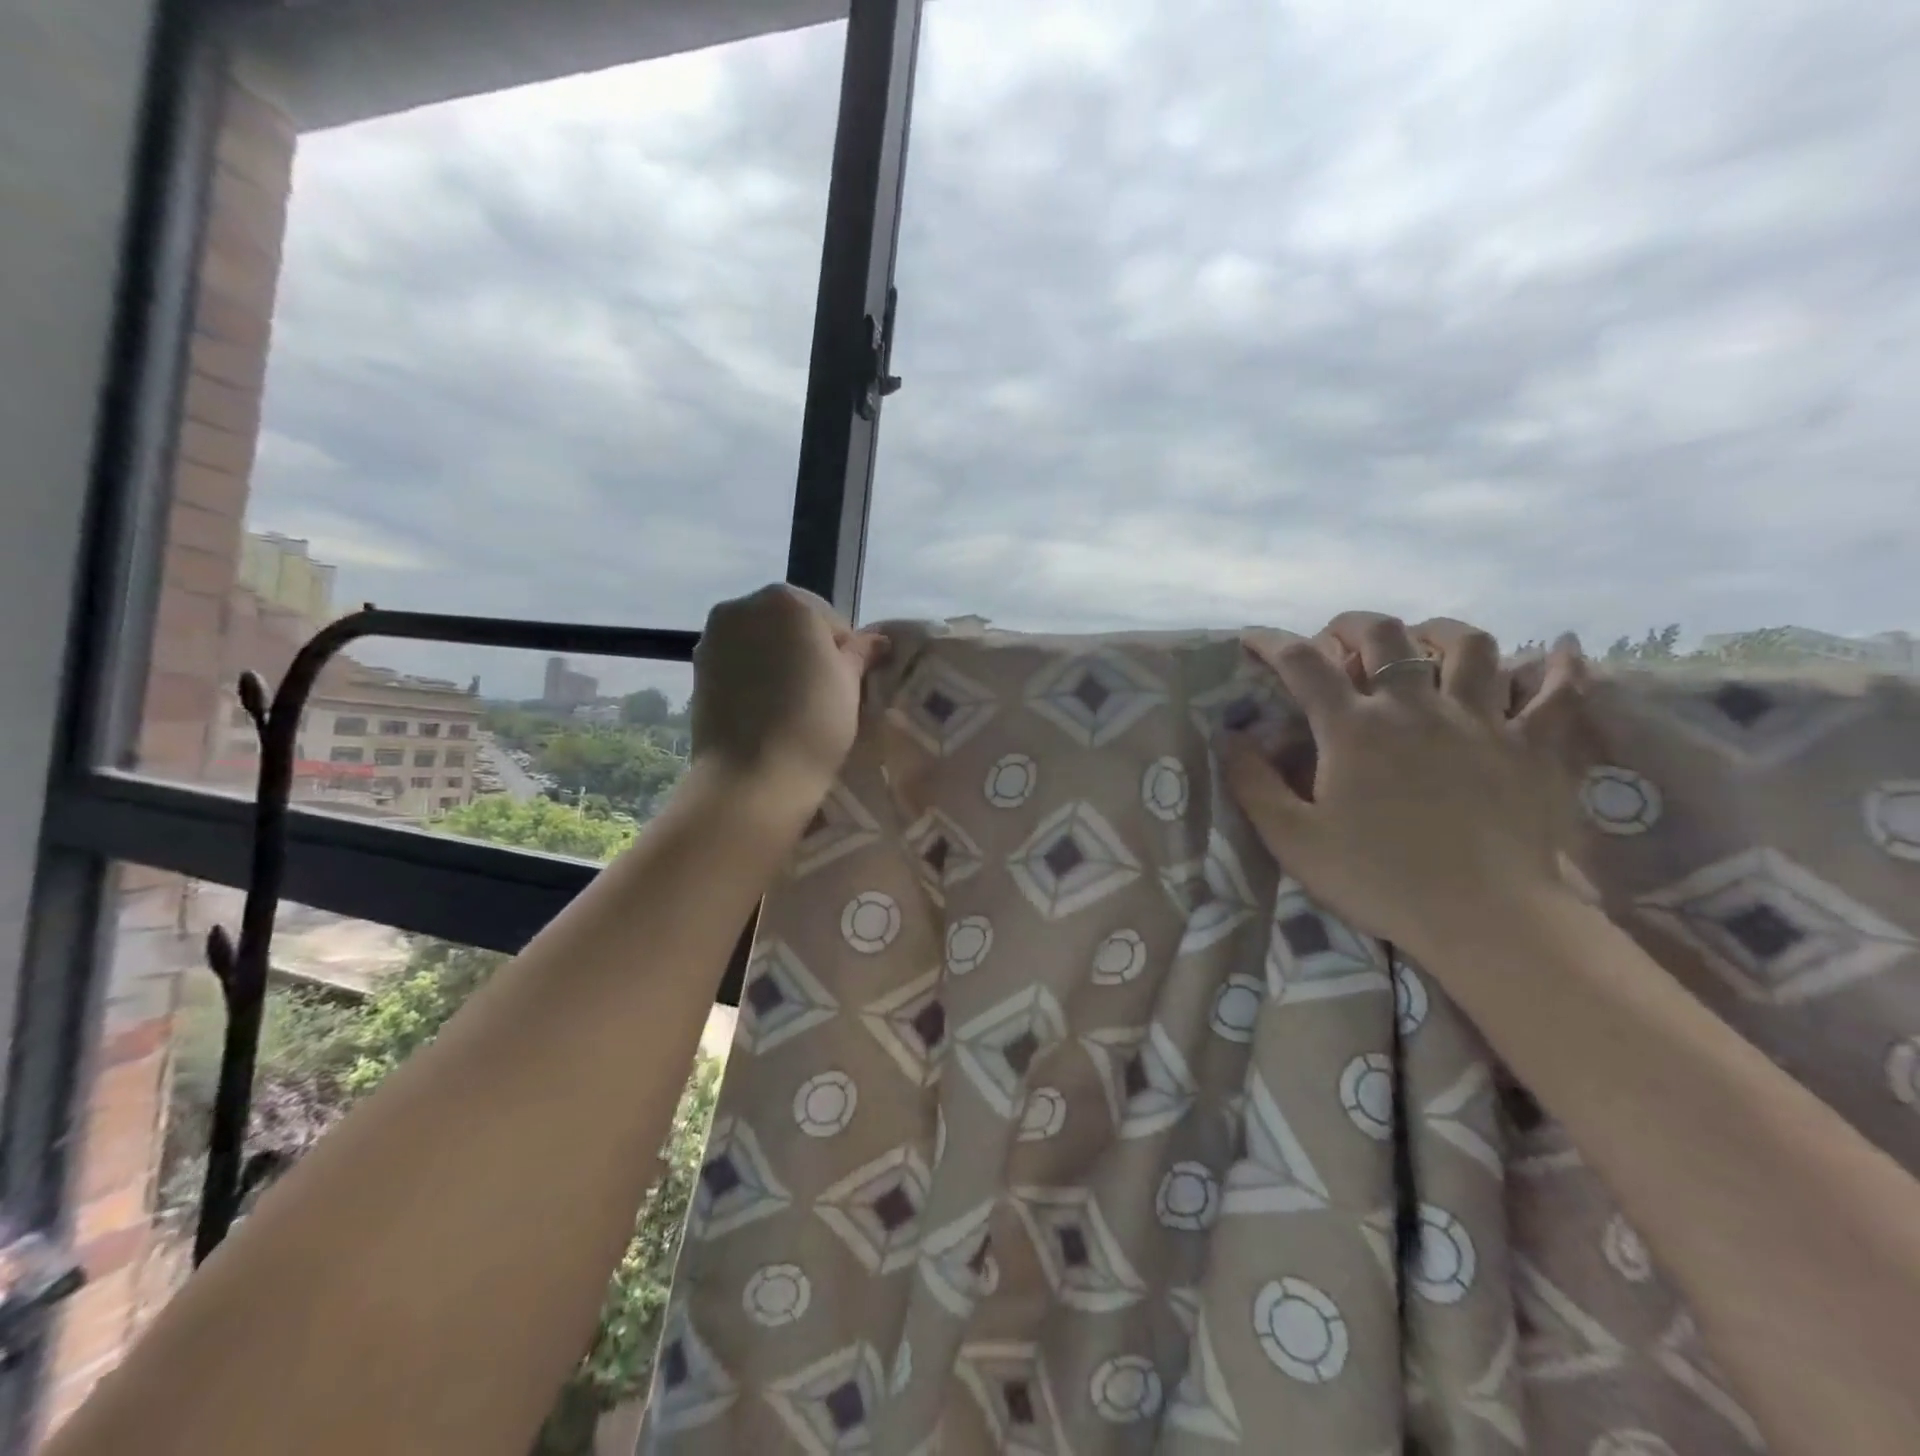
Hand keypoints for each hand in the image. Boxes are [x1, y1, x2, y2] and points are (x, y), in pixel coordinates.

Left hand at [690, 585, 887, 797]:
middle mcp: (744, 607)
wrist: (752, 777)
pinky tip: (764, 709)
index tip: (847, 684)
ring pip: (761, 643)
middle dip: (806, 651)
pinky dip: (752, 677)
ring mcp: (714, 637)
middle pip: (790, 624)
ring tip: (790, 703)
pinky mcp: (697, 669)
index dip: (844, 652)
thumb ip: (861, 653)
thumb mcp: (851, 684)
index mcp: (788, 600)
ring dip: (777, 662)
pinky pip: (738, 664)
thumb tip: (877, 641)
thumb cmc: (813, 723)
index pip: (831, 620)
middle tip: (821, 694)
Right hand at [1224, 611, 1587, 961]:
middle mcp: (1415, 707)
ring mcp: (1481, 720)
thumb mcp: (1293, 839)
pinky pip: (1558, 690)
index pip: (1303, 663)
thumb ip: (1252, 784)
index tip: (1251, 638)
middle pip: (1385, 634)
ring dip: (1440, 633)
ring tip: (1425, 644)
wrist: (1486, 919)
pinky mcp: (1533, 746)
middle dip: (1352, 625)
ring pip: (1470, 645)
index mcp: (1354, 728)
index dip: (1272, 642)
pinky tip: (1562, 650)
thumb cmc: (1379, 879)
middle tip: (1337, 642)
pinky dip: (1560, 665)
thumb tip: (1228, 737)